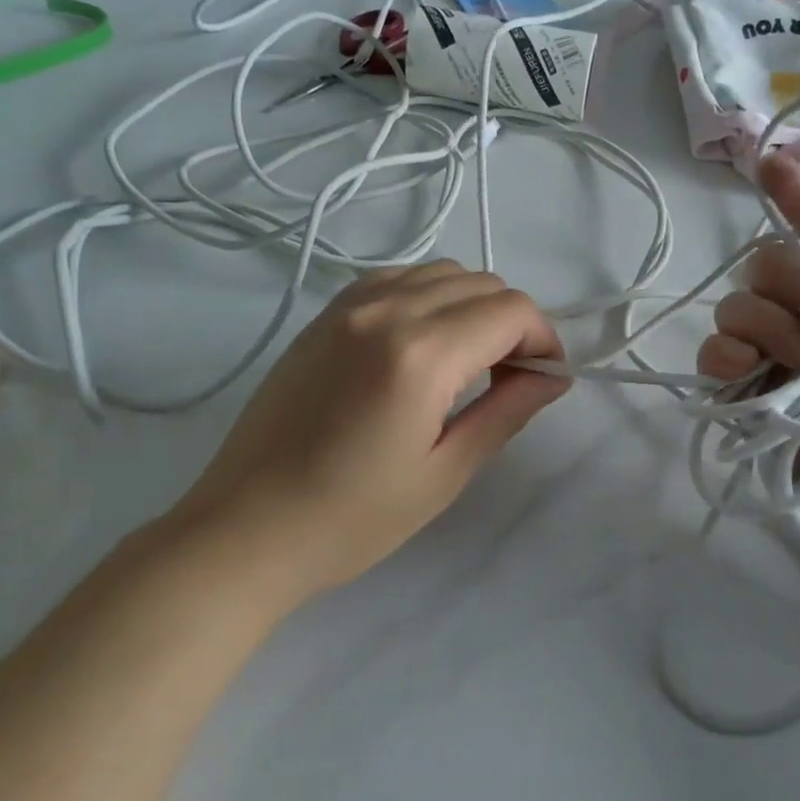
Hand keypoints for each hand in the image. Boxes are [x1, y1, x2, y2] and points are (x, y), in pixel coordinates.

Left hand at [171, 262, 568, 599]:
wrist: (246, 528)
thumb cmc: (352, 519)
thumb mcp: (444, 472)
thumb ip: (507, 411)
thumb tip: (553, 376)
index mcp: (420, 354)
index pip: (511, 310)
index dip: (544, 339)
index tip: (543, 380)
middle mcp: (385, 310)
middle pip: (481, 283)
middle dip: (513, 322)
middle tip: (510, 378)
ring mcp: (347, 306)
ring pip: (440, 272)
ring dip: (472, 305)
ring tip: (468, 361)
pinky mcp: (323, 315)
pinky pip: (396, 278)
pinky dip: (428, 297)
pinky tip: (422, 344)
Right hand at [698, 155, 799, 616]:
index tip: (768, 165)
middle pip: (772, 275)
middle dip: (778, 288)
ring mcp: (797, 380)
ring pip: (739, 319)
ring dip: (749, 327)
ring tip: (784, 368)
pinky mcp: (769, 425)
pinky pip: (722, 377)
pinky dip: (720, 368)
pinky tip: (736, 380)